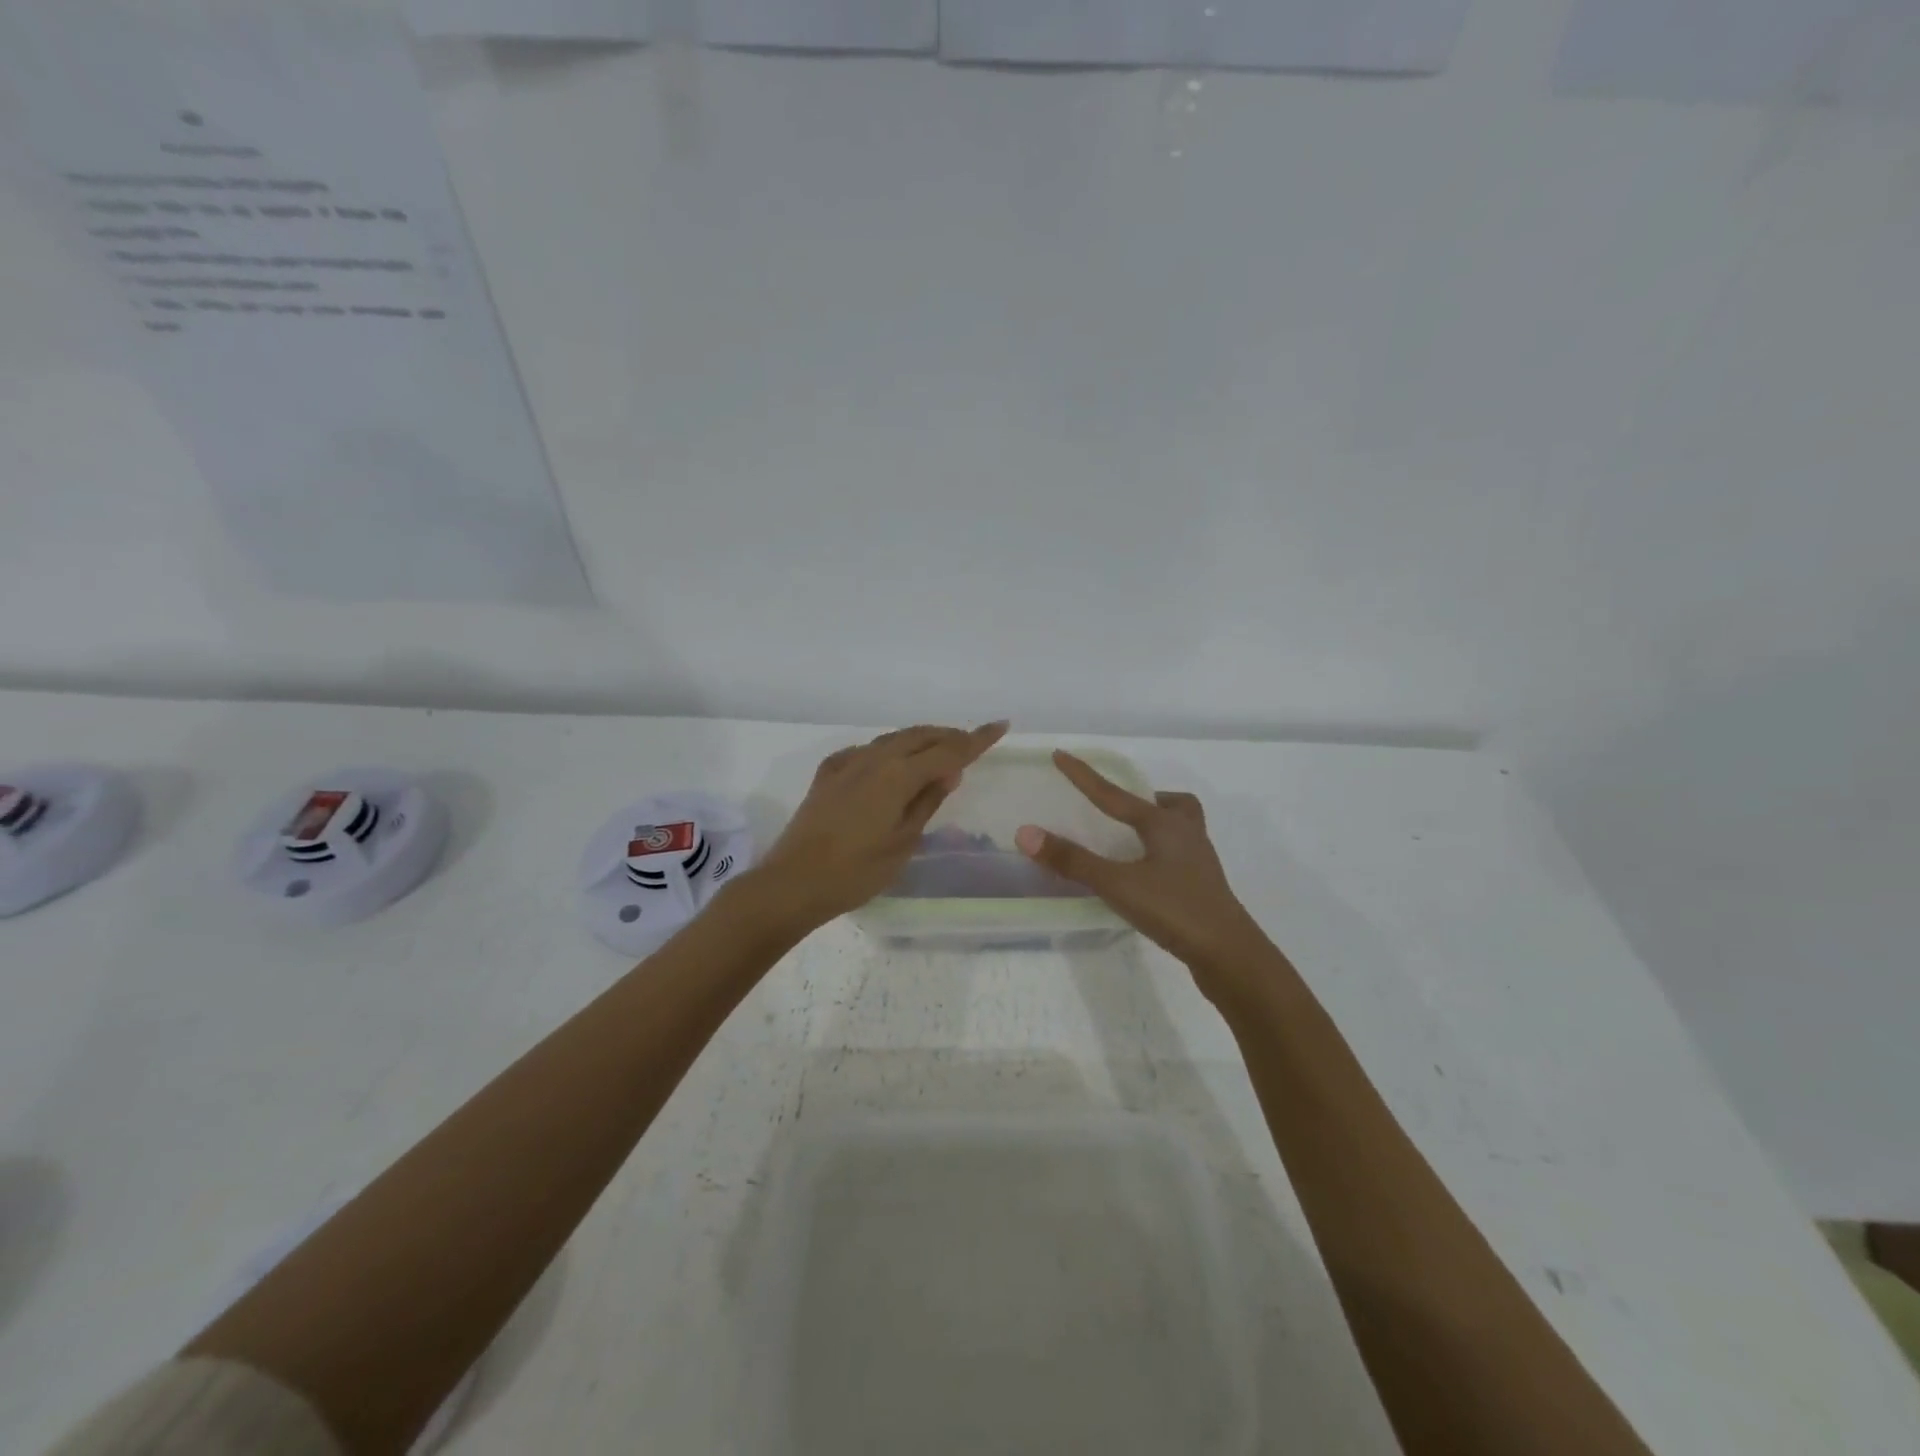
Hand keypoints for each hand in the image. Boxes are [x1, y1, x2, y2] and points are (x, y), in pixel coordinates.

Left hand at [750, 721, 1008, 932]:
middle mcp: (873, 759)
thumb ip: (927, 802)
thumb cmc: (856, 871)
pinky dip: (889, 752)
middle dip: (949, 736)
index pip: (947, 750)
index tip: (1000, 725)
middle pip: (919, 736)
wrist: (793, 882)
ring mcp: (847, 764)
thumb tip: (949, 771)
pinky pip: (867, 752)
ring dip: (920, 740)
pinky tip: (891, 765)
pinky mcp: (828, 775)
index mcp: (897, 775)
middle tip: (972, 742)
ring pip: (892, 740)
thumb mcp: (903, 842)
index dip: (976, 739)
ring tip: (939, 751)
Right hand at [1015, 752, 1275, 989]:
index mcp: (1164, 824)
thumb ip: (1073, 860)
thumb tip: (1026, 833)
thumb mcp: (1117, 883)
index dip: (1083, 776)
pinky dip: (1162, 854)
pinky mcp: (1203, 888)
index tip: (1060, 755)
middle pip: (1170, 804)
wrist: (1230, 955)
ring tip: (1132, 839)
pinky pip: (1181, 856)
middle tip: (1119, 808)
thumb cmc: (1174, 909)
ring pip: (1182, 828)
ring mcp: (1199, 862)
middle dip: (1144, 799)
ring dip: (1159, 825)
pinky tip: (1146, 875)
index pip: (1114, 794)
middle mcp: (1186, 835)